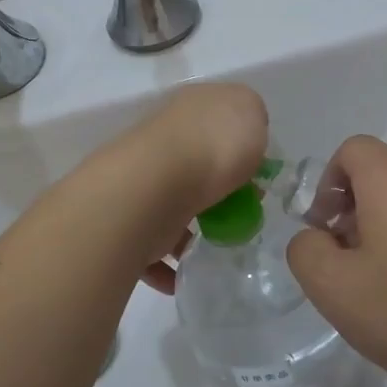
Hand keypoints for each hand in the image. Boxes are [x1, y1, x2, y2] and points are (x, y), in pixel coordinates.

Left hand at [97, 82, 267, 293]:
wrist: (153, 186)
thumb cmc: (212, 146)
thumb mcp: (249, 111)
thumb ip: (251, 118)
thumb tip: (244, 134)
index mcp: (189, 110)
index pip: (215, 122)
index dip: (239, 146)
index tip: (258, 176)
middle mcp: (161, 142)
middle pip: (194, 166)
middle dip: (215, 192)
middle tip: (241, 215)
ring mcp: (142, 181)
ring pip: (170, 206)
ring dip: (189, 230)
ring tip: (214, 250)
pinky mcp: (129, 221)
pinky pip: (150, 247)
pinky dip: (165, 265)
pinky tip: (183, 275)